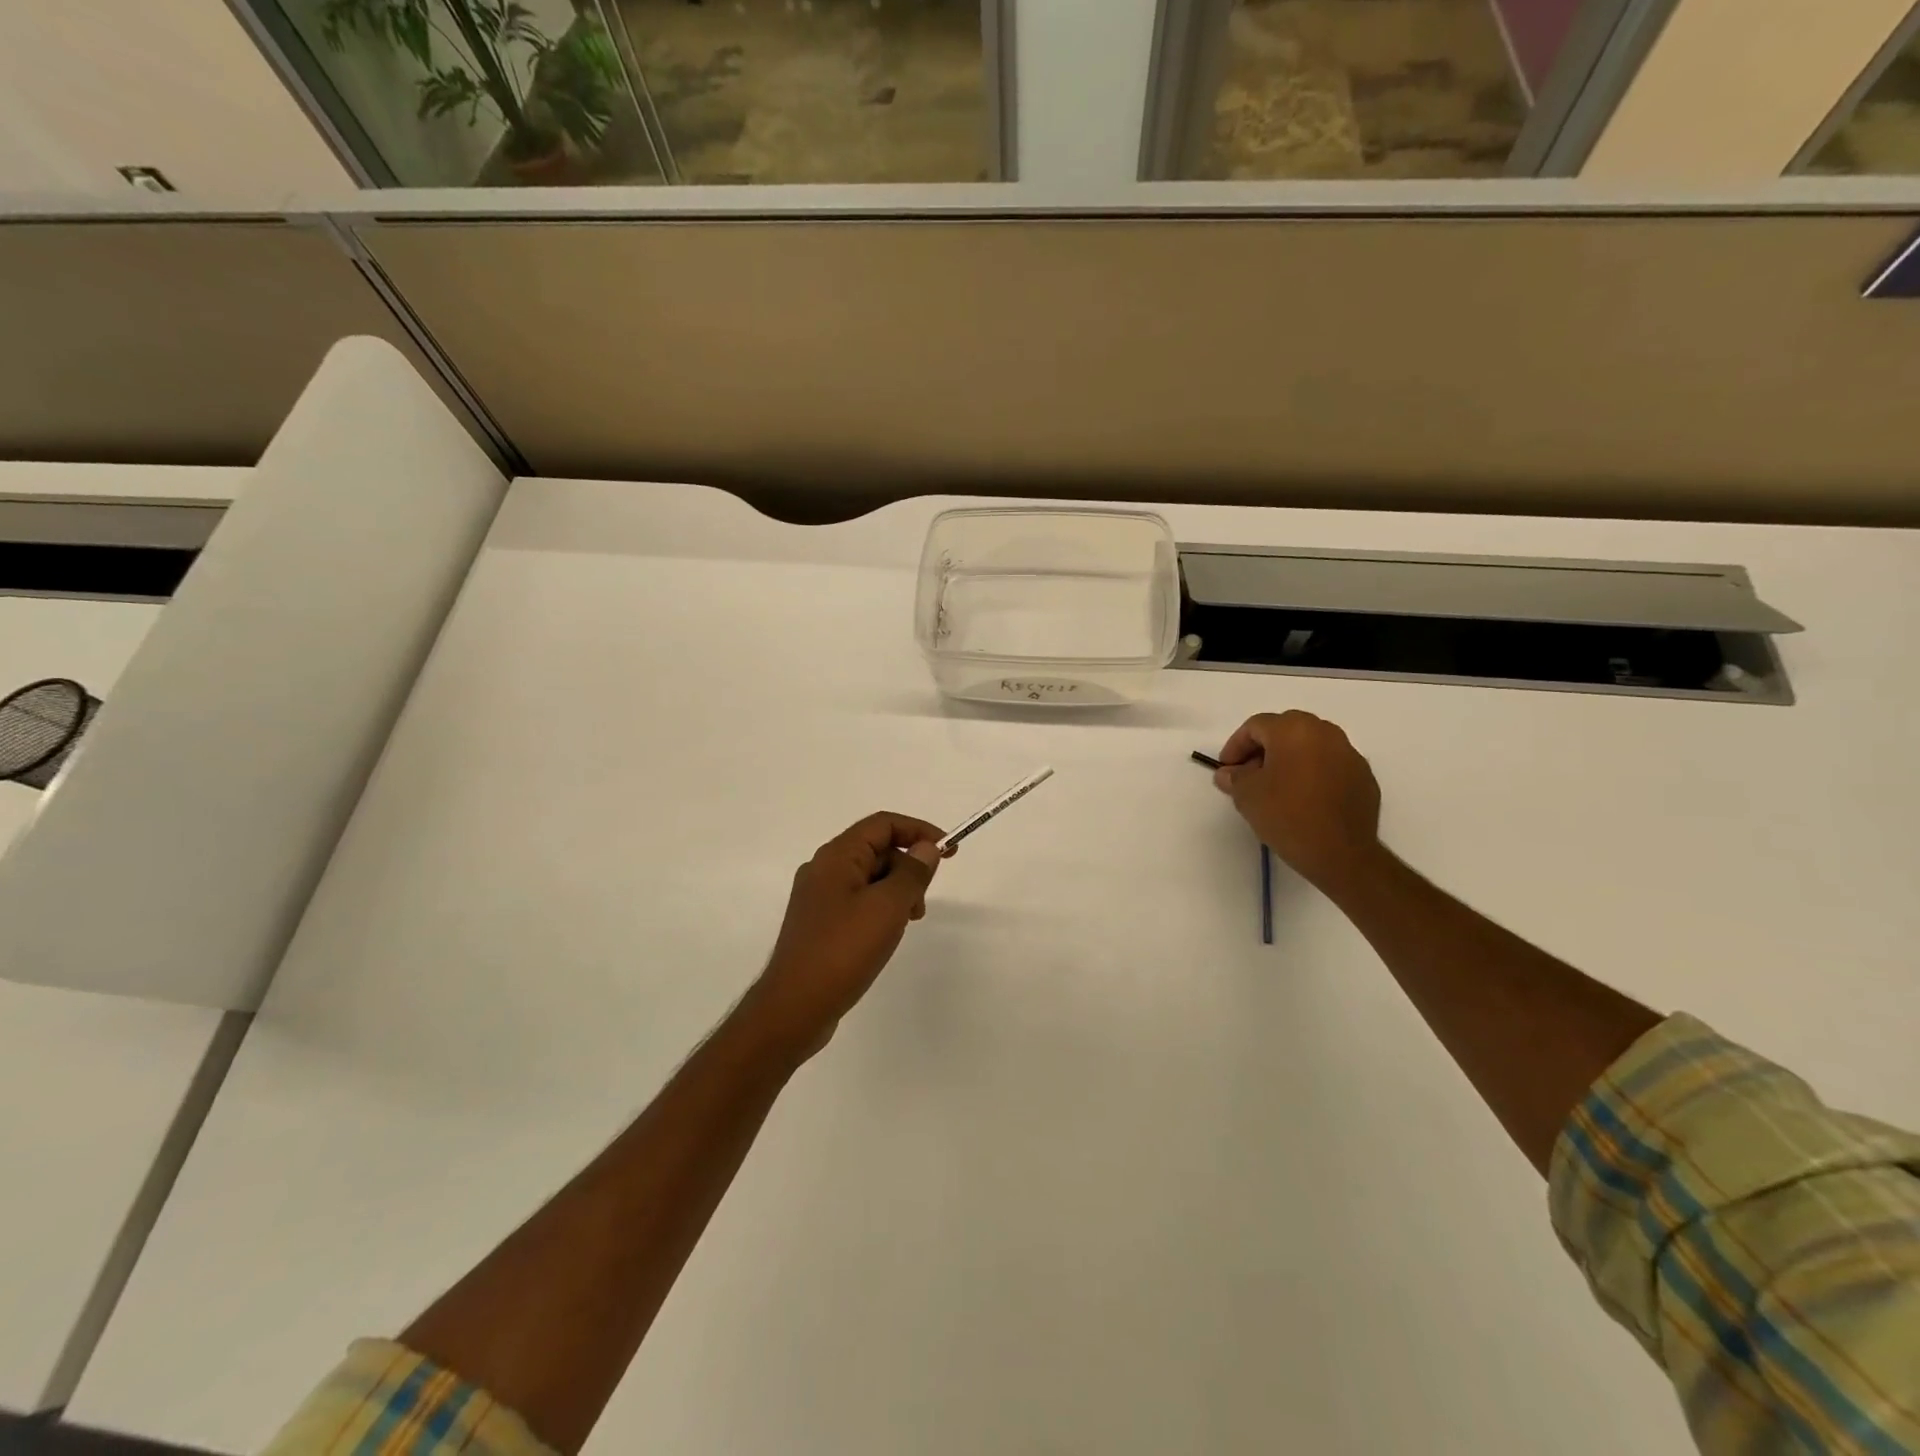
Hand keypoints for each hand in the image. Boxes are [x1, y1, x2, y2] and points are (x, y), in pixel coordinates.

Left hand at [746, 812, 944, 1055]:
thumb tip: (926, 848)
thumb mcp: (888, 907)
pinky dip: (881, 909)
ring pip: (870, 878)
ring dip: (897, 891)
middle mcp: (824, 870)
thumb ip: (912, 873)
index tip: (949, 852)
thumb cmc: (843, 950)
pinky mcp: (820, 924)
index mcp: (837, 856)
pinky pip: (858, 902)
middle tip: (922, 904)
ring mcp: (819, 898)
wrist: (795, 1008)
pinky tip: (886, 936)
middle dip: (908, 867)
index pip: (883, 824)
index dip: (919, 831)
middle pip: (877, 849)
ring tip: (907, 923)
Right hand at [1214, 711, 1383, 896]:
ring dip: (1289, 760)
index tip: (1226, 769)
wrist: (1341, 853)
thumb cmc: (1287, 815)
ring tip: (1276, 787)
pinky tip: (1303, 799)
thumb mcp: (1247, 795)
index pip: (1256, 726)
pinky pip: (1330, 765)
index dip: (1235, 746)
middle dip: (1263, 749)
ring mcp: (1349, 754)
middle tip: (1249, 775)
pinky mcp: (1364, 777)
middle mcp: (1325, 732)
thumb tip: (1229, 773)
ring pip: (1310, 746)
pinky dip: (1313, 774)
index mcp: (1294, 729)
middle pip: (1285, 730)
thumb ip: (1234, 777)